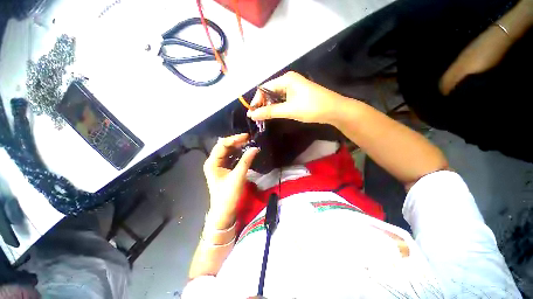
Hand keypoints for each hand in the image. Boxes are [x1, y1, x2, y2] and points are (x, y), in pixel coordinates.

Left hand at [203, 133, 258, 229]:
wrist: (224, 212)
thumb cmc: (228, 195)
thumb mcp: (238, 176)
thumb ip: (246, 161)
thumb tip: (255, 148)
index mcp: (212, 162)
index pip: (222, 145)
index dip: (235, 139)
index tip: (247, 136)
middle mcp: (213, 162)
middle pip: (224, 147)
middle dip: (236, 142)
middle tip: (249, 139)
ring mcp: (218, 166)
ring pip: (227, 151)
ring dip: (237, 147)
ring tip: (248, 143)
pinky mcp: (223, 169)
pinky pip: (230, 157)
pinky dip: (237, 153)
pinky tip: (244, 151)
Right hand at [247, 71, 347, 123]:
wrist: (334, 110)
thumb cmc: (312, 107)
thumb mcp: (289, 110)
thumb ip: (270, 111)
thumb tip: (252, 115)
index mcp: (286, 79)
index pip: (264, 88)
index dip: (256, 100)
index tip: (252, 113)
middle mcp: (288, 80)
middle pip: (269, 91)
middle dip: (262, 104)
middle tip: (257, 117)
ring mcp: (293, 87)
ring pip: (276, 96)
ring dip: (269, 106)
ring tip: (263, 117)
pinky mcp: (297, 94)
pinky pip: (282, 99)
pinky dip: (277, 106)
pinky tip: (274, 114)